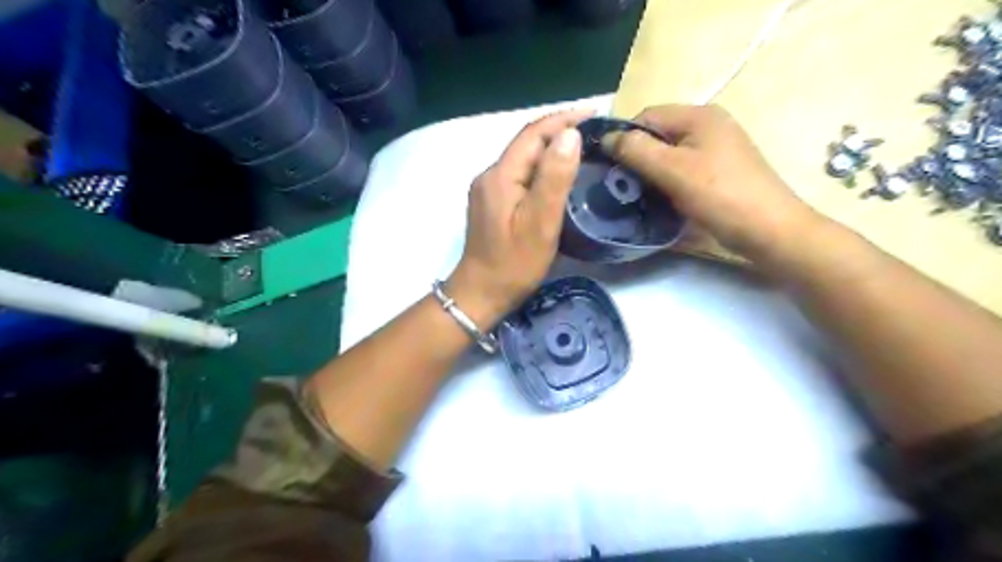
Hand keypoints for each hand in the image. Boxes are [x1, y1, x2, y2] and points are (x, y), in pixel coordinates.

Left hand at [444, 107, 588, 323]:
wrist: (481, 293)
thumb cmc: (514, 264)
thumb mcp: (540, 222)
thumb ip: (554, 178)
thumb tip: (570, 134)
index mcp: (500, 175)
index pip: (533, 134)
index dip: (563, 119)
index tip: (595, 114)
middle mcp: (489, 175)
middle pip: (525, 143)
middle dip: (558, 131)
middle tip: (593, 131)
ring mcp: (487, 189)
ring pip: (522, 158)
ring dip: (549, 148)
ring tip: (580, 148)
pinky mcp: (490, 203)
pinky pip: (518, 174)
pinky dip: (539, 167)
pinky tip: (555, 174)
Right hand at [603, 103, 822, 260]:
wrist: (769, 230)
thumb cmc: (720, 195)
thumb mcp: (673, 170)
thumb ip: (637, 150)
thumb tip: (606, 138)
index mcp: (699, 115)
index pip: (646, 116)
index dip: (625, 138)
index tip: (611, 168)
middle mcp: (709, 125)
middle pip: (658, 135)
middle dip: (637, 158)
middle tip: (623, 185)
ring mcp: (716, 148)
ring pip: (669, 154)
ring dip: (651, 172)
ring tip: (639, 195)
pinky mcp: (719, 170)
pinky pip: (683, 168)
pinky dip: (667, 181)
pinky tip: (661, 200)